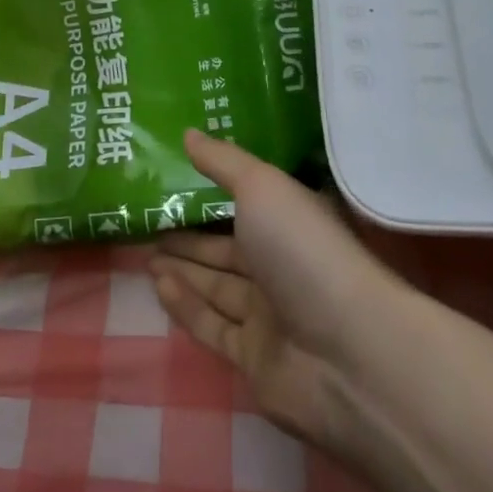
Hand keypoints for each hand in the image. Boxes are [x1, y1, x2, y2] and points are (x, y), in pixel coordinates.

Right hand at [151, 131, 405, 451]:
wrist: (347, 353)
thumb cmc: (304, 251)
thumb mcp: (262, 188)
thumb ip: (223, 162)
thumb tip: (188, 132)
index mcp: (291, 221)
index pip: (248, 204)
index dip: (212, 193)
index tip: (174, 180)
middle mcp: (282, 265)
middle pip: (228, 248)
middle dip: (190, 236)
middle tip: (149, 223)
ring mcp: (271, 315)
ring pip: (218, 286)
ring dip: (183, 268)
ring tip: (145, 252)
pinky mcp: (255, 359)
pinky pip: (213, 326)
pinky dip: (186, 305)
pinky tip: (158, 285)